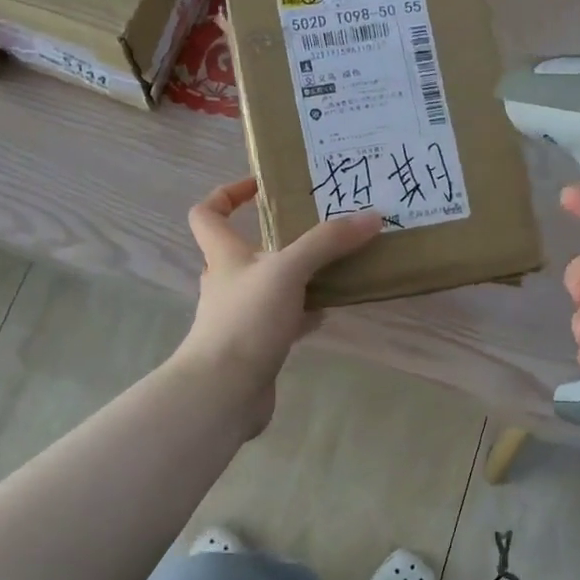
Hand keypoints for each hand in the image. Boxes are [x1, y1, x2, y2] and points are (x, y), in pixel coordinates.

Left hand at [174, 178, 382, 431]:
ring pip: (270, 286)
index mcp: (223, 255)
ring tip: (335, 265)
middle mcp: (227, 282)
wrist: (224, 391)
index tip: (262, 187)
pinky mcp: (256, 345)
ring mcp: (240, 316)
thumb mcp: (287, 270)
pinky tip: (329, 310)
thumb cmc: (246, 320)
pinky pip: (283, 320)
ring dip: (297, 275)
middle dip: (278, 237)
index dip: (227, 194)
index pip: (208, 213)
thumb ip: (326, 242)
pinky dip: (304, 312)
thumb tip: (371, 216)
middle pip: (246, 250)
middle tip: (319, 227)